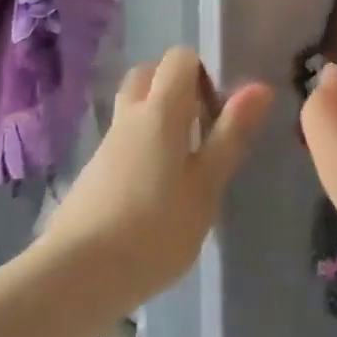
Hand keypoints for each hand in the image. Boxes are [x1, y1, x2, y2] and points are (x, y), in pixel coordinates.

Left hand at [44, 47, 271, 302]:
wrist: (77, 277)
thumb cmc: (156, 228)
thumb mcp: (207, 185)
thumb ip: (231, 134)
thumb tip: (259, 87)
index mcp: (160, 110)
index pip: (179, 58)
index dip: (204, 73)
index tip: (220, 110)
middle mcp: (129, 117)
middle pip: (149, 75)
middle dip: (177, 88)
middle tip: (202, 127)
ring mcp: (106, 145)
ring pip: (134, 109)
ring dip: (160, 119)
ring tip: (185, 164)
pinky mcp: (93, 174)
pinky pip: (124, 141)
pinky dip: (143, 147)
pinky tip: (157, 191)